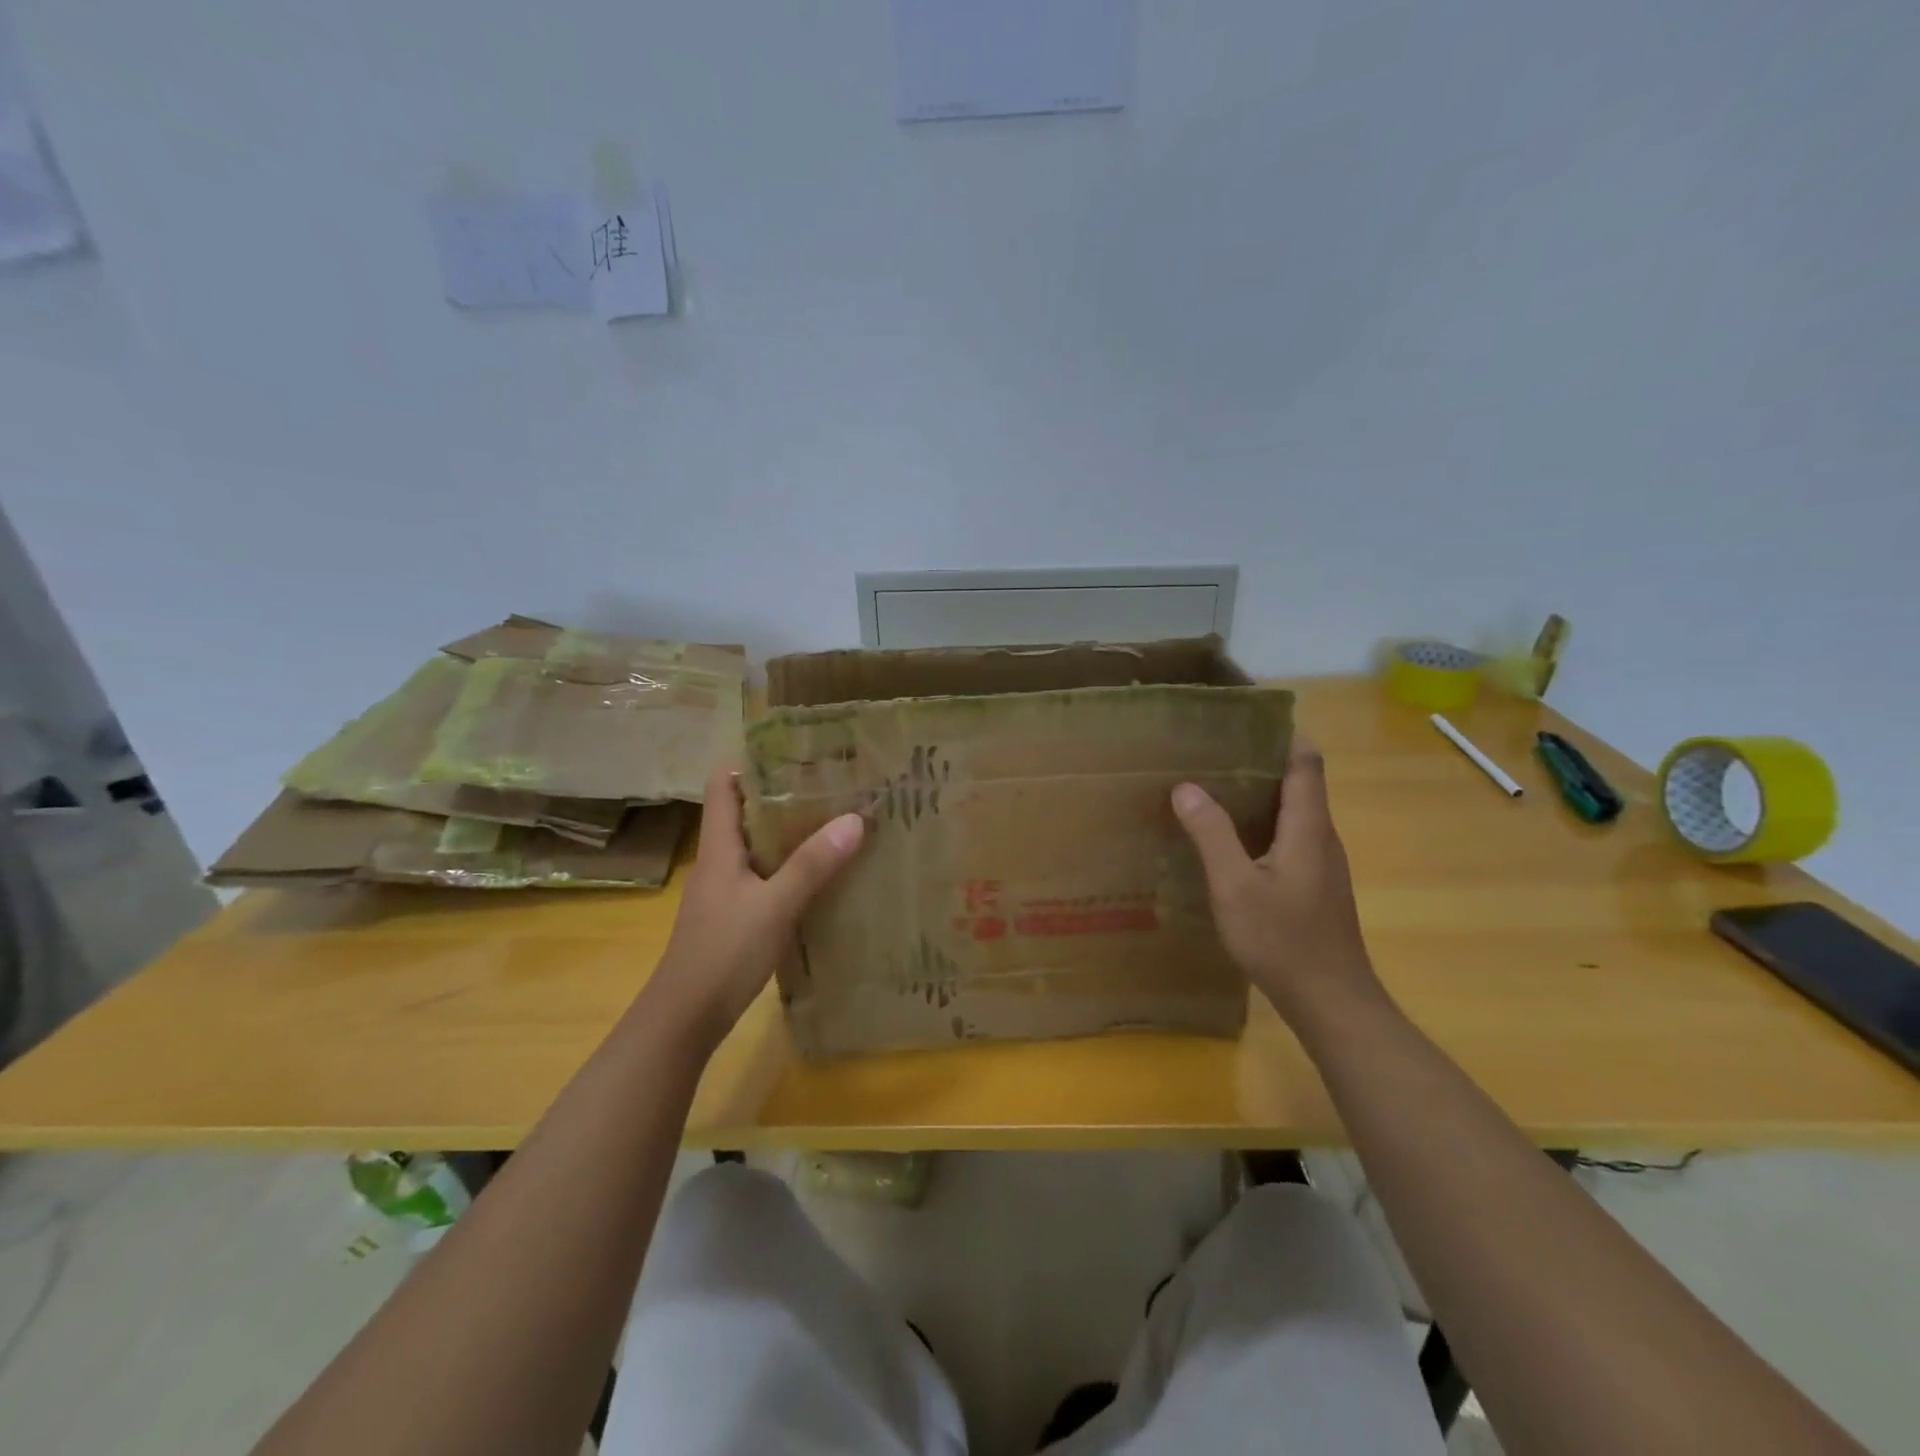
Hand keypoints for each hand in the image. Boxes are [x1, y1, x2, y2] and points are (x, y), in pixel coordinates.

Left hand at [646, 764, 864, 1048]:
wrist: (686, 1018)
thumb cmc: (724, 952)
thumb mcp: (775, 905)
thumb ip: (812, 864)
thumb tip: (854, 818)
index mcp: (719, 847)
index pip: (723, 785)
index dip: (750, 762)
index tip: (793, 751)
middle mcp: (720, 861)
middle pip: (746, 812)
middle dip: (784, 795)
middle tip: (830, 784)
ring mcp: (726, 890)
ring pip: (759, 847)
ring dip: (791, 834)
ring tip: (835, 821)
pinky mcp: (736, 916)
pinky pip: (766, 878)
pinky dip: (791, 868)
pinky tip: (822, 875)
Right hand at [1172, 737, 1384, 1027]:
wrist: (1331, 1002)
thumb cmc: (1283, 940)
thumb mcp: (1235, 886)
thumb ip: (1211, 834)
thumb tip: (1186, 786)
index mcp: (1308, 826)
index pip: (1306, 762)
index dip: (1283, 734)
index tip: (1245, 719)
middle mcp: (1321, 837)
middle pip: (1300, 782)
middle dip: (1261, 760)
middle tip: (1213, 750)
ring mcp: (1322, 864)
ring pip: (1293, 812)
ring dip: (1260, 794)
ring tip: (1213, 787)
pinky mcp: (1315, 886)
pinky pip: (1289, 838)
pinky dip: (1262, 825)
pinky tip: (1230, 841)